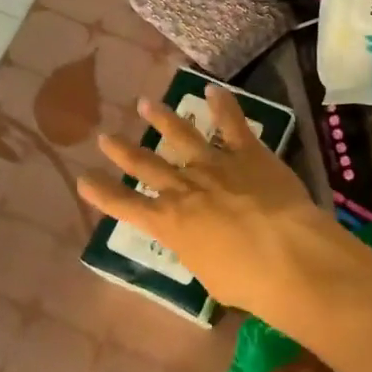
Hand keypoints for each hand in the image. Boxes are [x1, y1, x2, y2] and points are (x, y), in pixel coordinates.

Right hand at [77, 86, 335, 317]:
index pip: (125, 206)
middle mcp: (184, 188)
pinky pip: (232, 124)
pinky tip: (214, 90)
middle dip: (123, 151)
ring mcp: (215, 166)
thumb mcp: (208, 275)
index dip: (102, 192)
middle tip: (105, 136)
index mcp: (169, 224)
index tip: (84, 179)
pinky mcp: (248, 153)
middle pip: (146, 165)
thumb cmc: (247, 281)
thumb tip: (201, 242)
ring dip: (162, 118)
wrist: (287, 255)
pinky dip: (223, 105)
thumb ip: (198, 251)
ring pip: (182, 135)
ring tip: (145, 103)